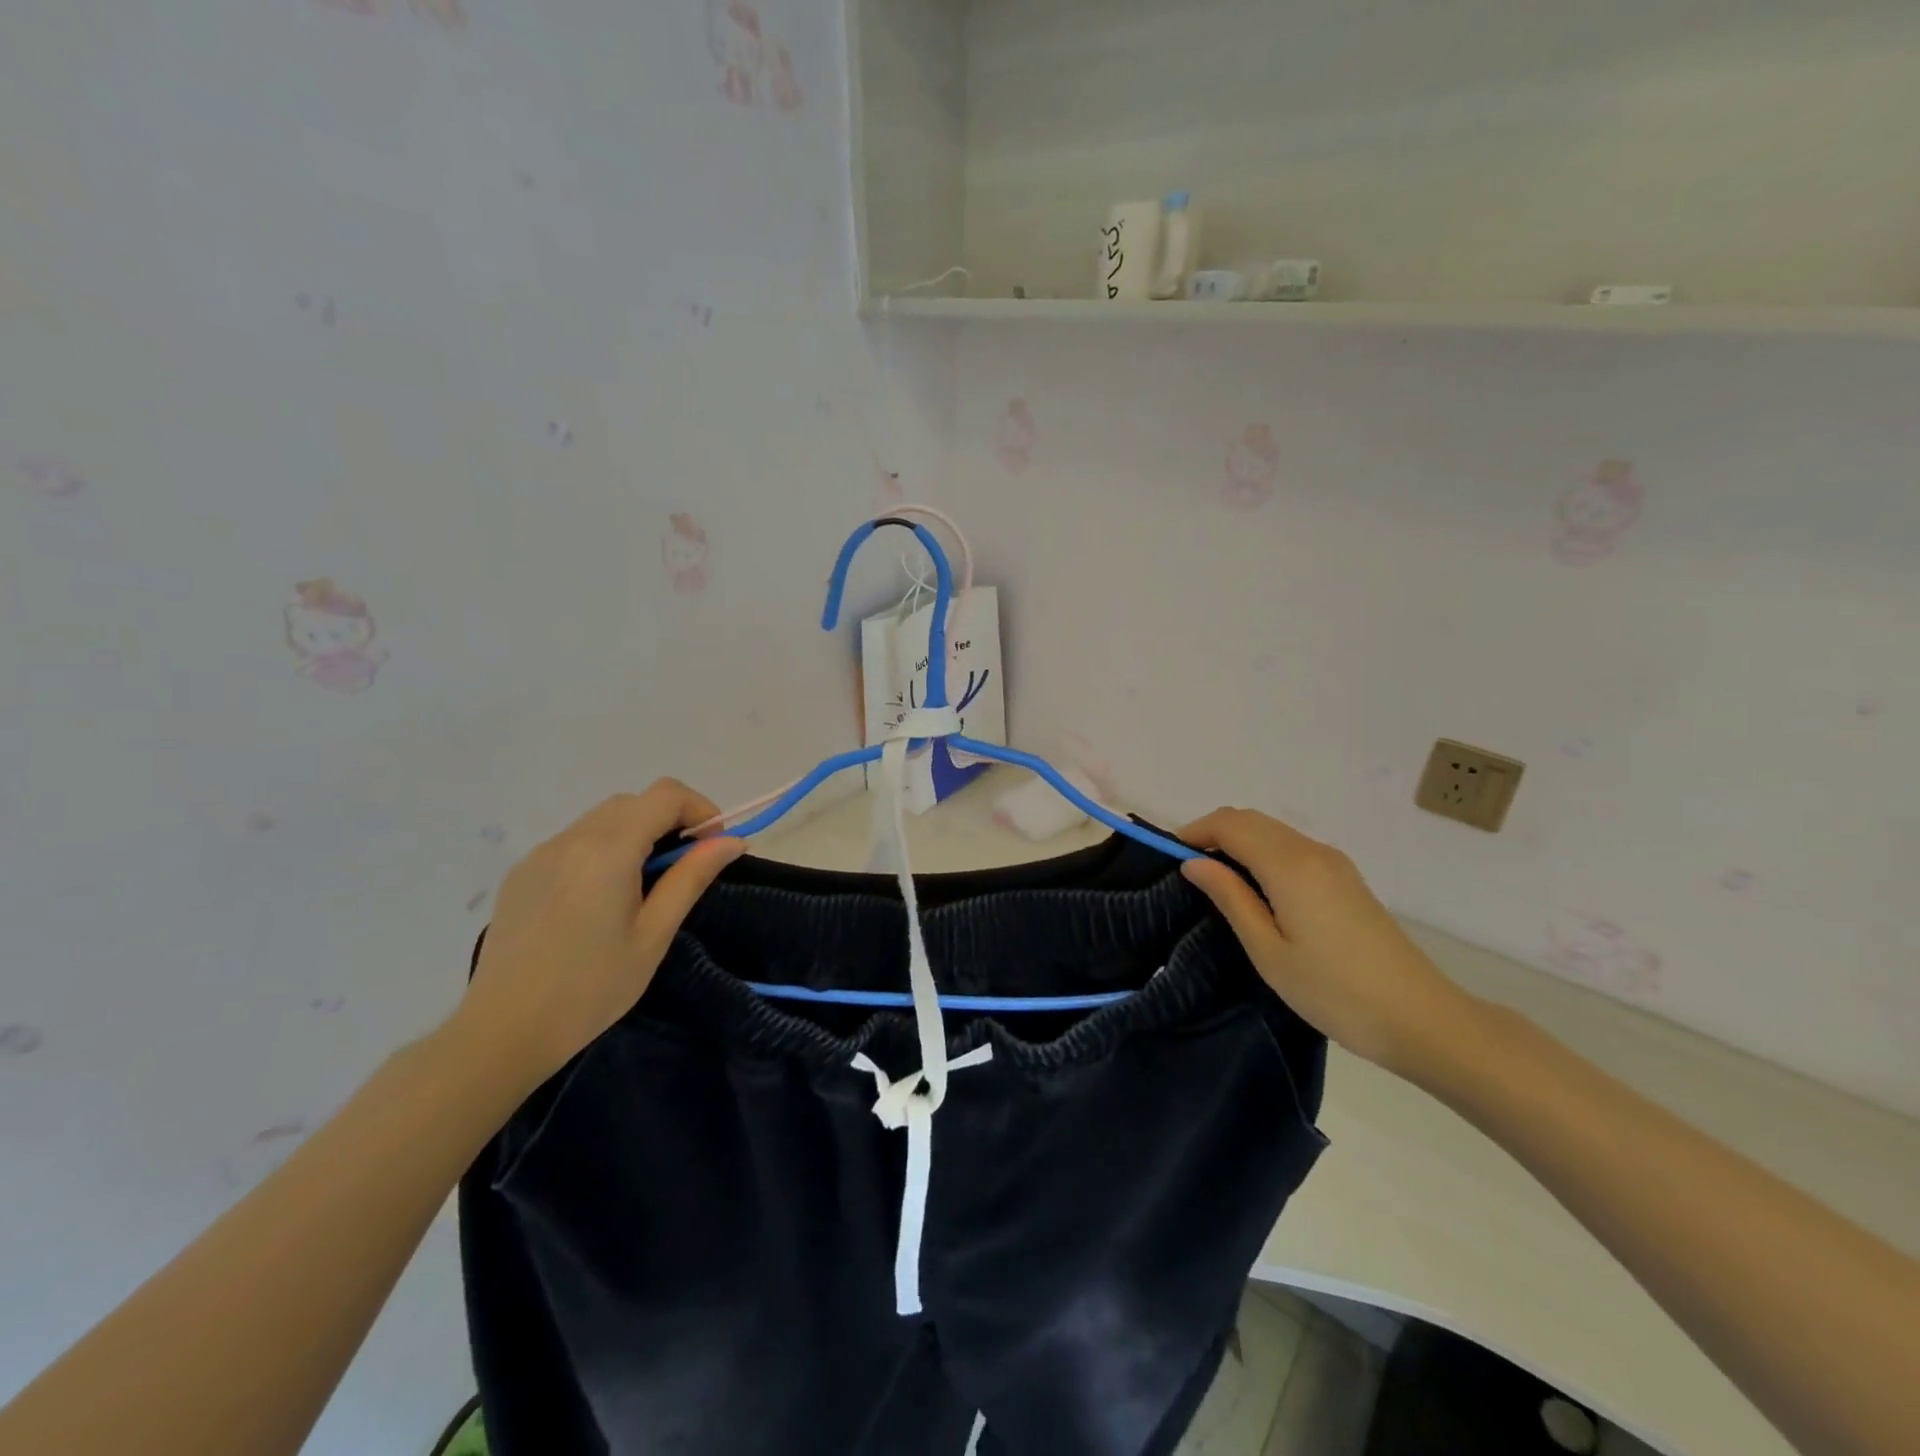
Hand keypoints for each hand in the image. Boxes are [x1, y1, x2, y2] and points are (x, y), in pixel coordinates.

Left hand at [448, 782, 744, 1087]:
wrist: (503, 1031)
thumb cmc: (591, 987)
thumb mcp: (654, 934)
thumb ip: (692, 877)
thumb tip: (732, 841)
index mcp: (609, 850)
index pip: (666, 794)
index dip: (699, 810)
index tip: (712, 847)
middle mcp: (572, 838)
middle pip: (635, 802)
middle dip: (670, 821)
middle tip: (683, 869)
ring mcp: (542, 853)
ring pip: (603, 818)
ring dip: (636, 833)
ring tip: (643, 886)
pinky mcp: (522, 872)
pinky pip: (575, 840)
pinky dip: (603, 849)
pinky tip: (599, 898)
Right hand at [1180, 808, 1476, 1077]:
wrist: (1422, 1019)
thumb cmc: (1334, 991)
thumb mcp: (1268, 951)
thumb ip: (1230, 898)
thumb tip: (1194, 863)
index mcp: (1289, 865)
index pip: (1230, 824)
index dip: (1194, 831)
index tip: (1168, 857)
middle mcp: (1312, 851)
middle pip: (1251, 820)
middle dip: (1214, 833)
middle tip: (1187, 869)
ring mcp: (1334, 862)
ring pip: (1273, 831)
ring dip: (1238, 841)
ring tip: (1215, 880)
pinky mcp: (1346, 878)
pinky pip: (1292, 847)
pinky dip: (1262, 852)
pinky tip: (1255, 888)